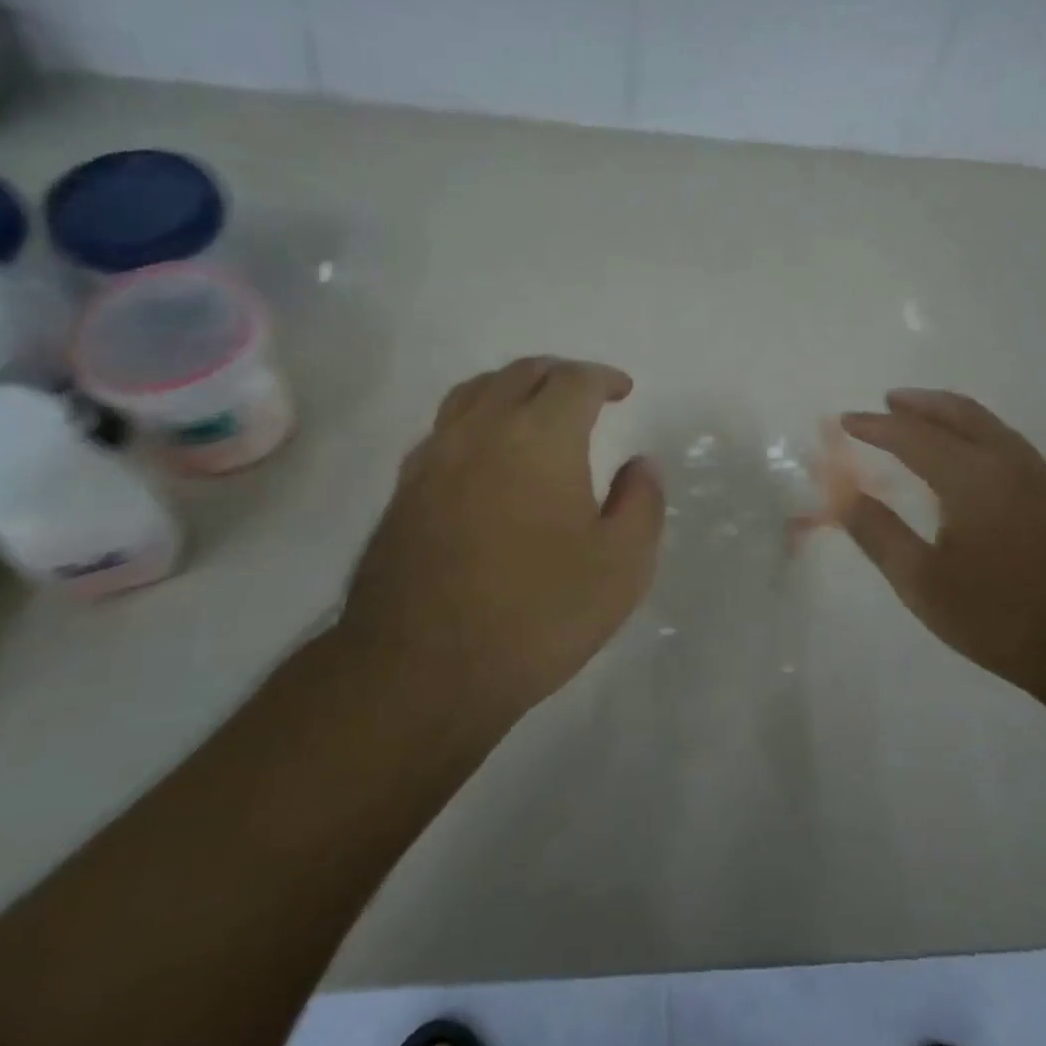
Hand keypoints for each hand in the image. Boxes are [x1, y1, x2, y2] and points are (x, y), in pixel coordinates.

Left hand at [343, 357, 664, 734]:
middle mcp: (481, 430)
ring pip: (474, 392)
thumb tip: (640, 465)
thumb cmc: (536, 615)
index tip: (623, 390)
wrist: (422, 670)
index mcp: (539, 437)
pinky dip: (477, 419)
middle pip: (520, 374)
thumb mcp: (622, 566)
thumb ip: (642, 503)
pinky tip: (487, 454)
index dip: (603, 378)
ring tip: (534, 408)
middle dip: (559, 374)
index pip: (574, 380)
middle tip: (585, 393)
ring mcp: (434, 458)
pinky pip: (445, 428)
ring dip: (512, 387)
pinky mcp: (404, 491)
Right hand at [841, 389, 1045, 692]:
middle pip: (960, 413)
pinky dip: (978, 435)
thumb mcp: (924, 584)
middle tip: (890, 400)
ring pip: (991, 426)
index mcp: (971, 477)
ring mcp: (1044, 477)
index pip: (913, 436)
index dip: (876, 426)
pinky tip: (972, 460)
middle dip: (920, 403)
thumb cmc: (1003, 618)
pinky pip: (1010, 445)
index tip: (847, 420)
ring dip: (952, 415)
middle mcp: (1009, 462)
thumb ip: (880, 535)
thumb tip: (845, 498)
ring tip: (925, 420)